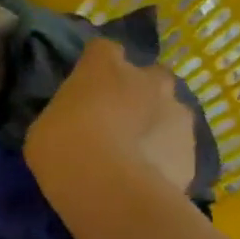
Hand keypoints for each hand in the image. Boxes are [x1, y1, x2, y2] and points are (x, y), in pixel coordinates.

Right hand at [25, 39, 196, 204]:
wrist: (109, 189)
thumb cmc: (62, 147)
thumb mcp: (46, 124)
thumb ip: (68, 112)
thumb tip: (78, 119)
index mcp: (104, 67)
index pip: (103, 49)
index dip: (95, 65)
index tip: (84, 84)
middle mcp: (148, 80)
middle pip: (148, 75)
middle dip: (137, 91)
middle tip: (116, 117)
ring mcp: (178, 113)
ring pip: (169, 110)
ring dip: (155, 123)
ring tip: (133, 152)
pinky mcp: (193, 149)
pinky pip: (176, 145)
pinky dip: (164, 154)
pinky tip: (145, 175)